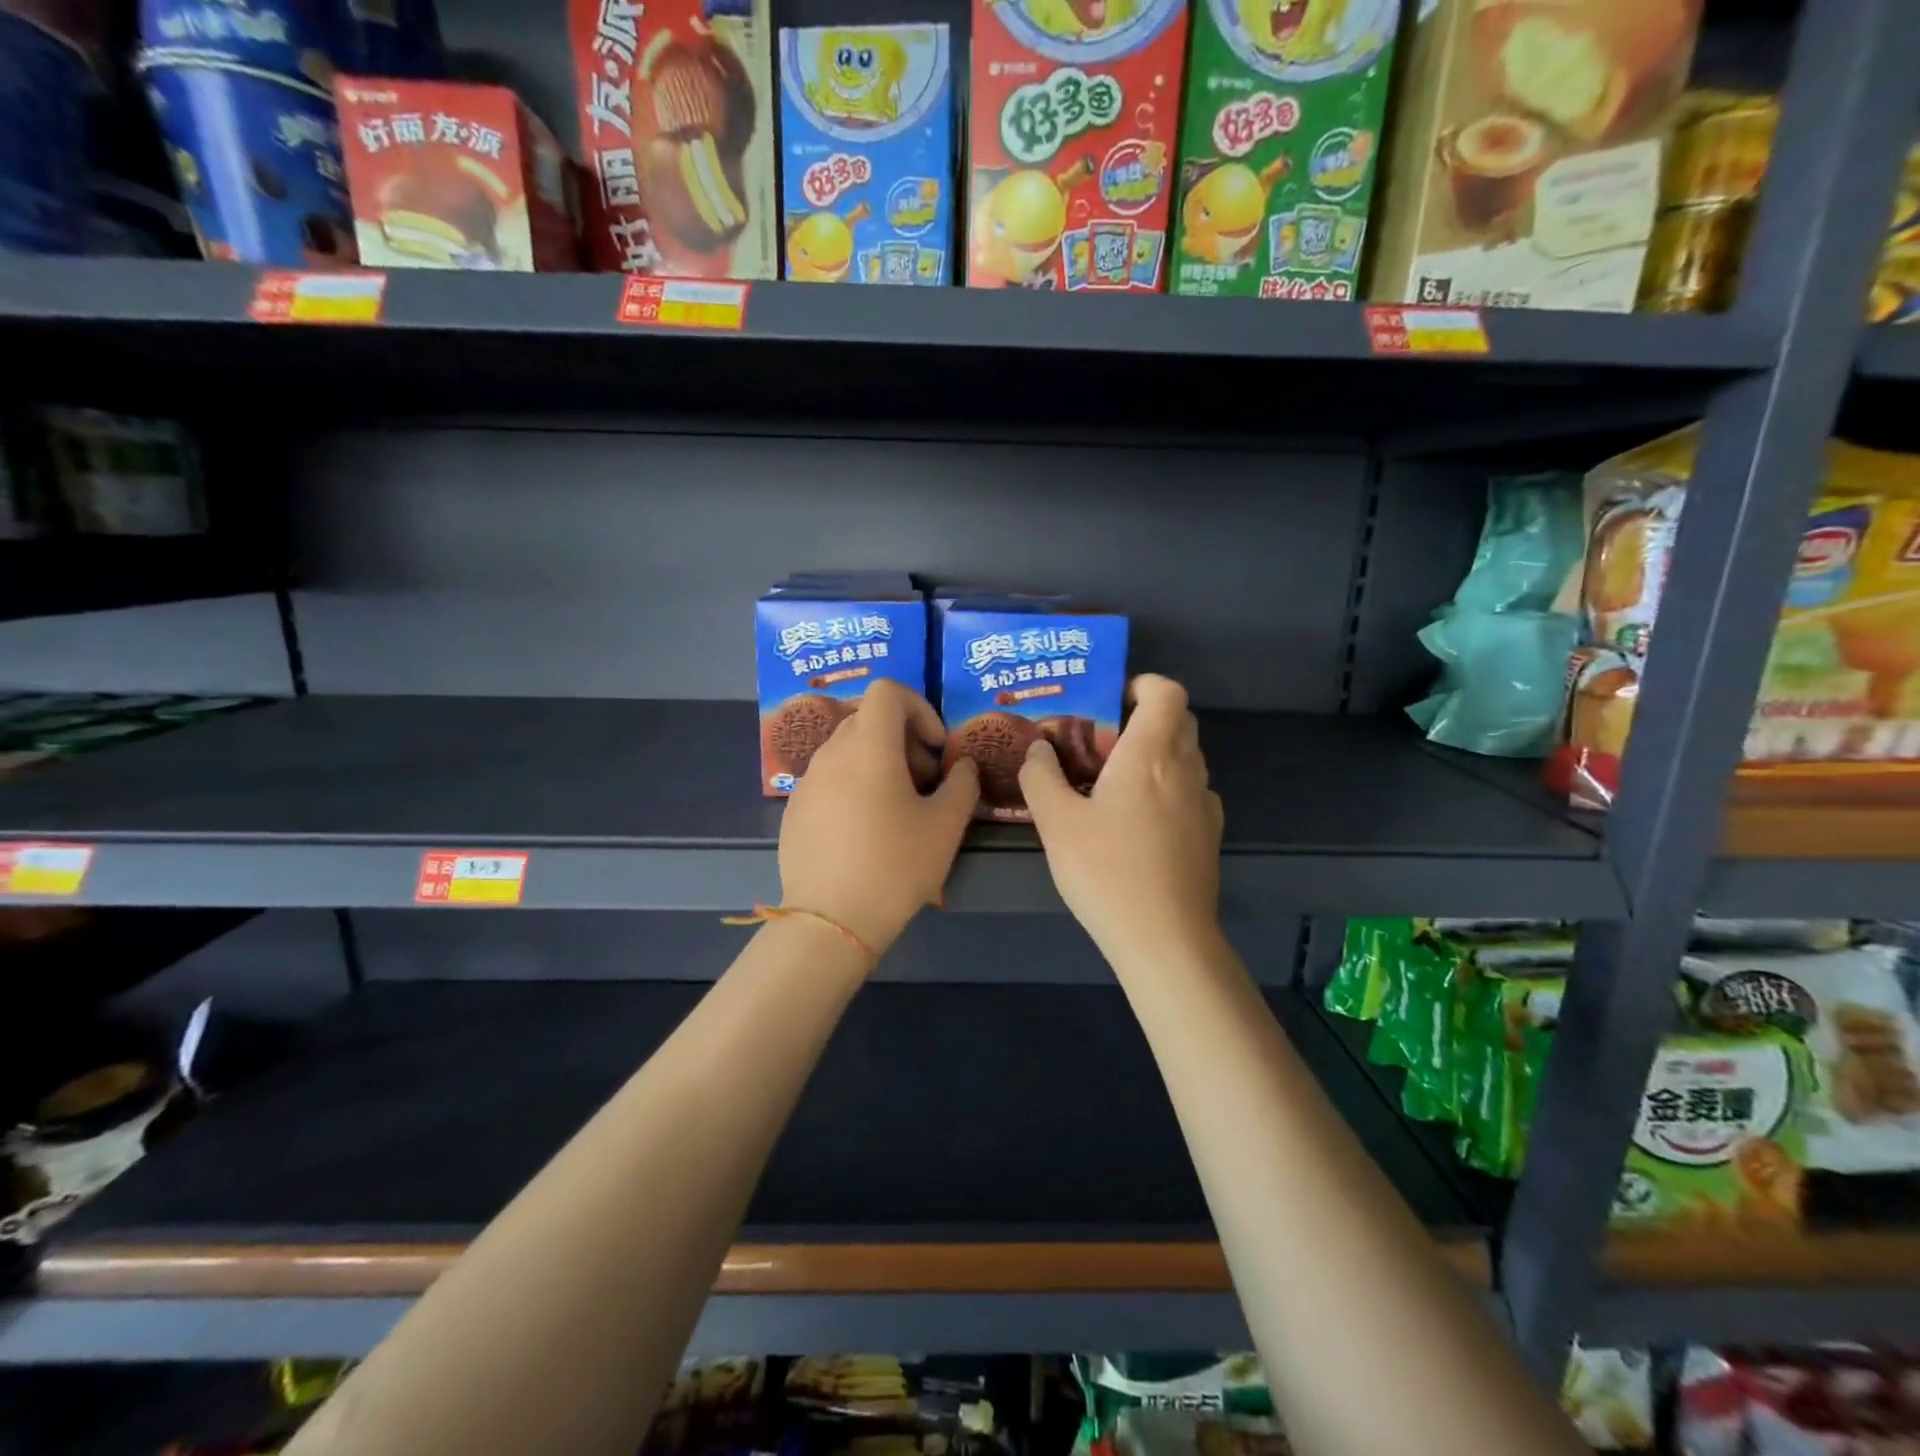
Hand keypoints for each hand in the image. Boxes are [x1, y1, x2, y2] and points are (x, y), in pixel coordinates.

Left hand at [779, 680, 979, 956]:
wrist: (831, 922)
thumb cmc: (895, 867)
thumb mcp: (946, 826)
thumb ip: (962, 784)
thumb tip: (962, 766)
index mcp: (869, 747)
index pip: (888, 691)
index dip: (919, 707)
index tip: (935, 747)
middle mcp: (832, 753)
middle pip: (869, 718)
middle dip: (903, 738)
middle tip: (924, 781)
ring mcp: (808, 781)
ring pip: (848, 748)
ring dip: (878, 761)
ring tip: (897, 808)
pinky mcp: (794, 808)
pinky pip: (829, 777)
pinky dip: (853, 783)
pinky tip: (865, 830)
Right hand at [1020, 674, 1222, 963]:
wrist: (1165, 939)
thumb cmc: (1106, 870)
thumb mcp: (1056, 822)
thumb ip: (1041, 776)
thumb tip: (1039, 749)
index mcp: (1151, 753)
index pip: (1166, 691)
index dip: (1141, 684)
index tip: (1108, 701)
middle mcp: (1186, 768)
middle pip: (1177, 720)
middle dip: (1140, 719)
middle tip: (1098, 743)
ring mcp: (1203, 803)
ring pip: (1183, 757)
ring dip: (1151, 755)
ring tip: (1109, 784)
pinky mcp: (1208, 834)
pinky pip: (1187, 791)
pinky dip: (1163, 788)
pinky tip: (1133, 824)